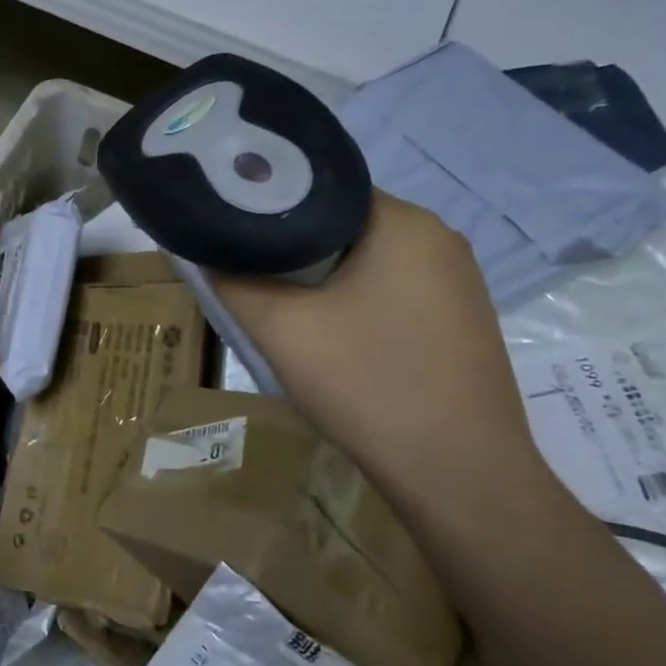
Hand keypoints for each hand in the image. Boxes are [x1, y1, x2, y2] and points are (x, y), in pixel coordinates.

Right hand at [214, 193, 544, 503]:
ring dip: (319, 280)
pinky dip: (351, 302)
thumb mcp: (279, 328)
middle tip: (245, 277)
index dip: (266, 210)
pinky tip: (329, 338)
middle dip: (289, 250)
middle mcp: (439, 239)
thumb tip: (206, 252)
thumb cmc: (367, 384)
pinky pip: (389, 291)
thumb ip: (232, 279)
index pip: (318, 190)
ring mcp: (457, 282)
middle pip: (340, 226)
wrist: (458, 474)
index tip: (230, 236)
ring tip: (280, 309)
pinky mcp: (459, 320)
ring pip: (364, 261)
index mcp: (404, 222)